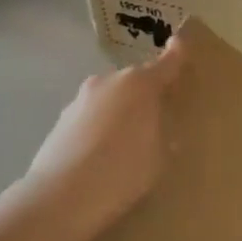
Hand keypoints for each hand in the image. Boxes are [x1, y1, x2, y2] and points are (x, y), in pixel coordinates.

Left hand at [16, 38, 187, 240]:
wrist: (60, 198)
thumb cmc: (123, 173)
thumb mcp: (160, 157)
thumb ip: (164, 134)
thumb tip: (158, 127)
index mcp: (140, 85)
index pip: (167, 62)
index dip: (177, 53)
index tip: (181, 42)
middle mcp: (109, 82)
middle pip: (135, 81)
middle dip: (146, 94)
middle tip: (156, 120)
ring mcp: (81, 99)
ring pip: (110, 98)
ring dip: (120, 112)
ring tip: (125, 146)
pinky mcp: (61, 119)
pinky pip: (91, 116)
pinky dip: (99, 127)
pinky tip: (99, 157)